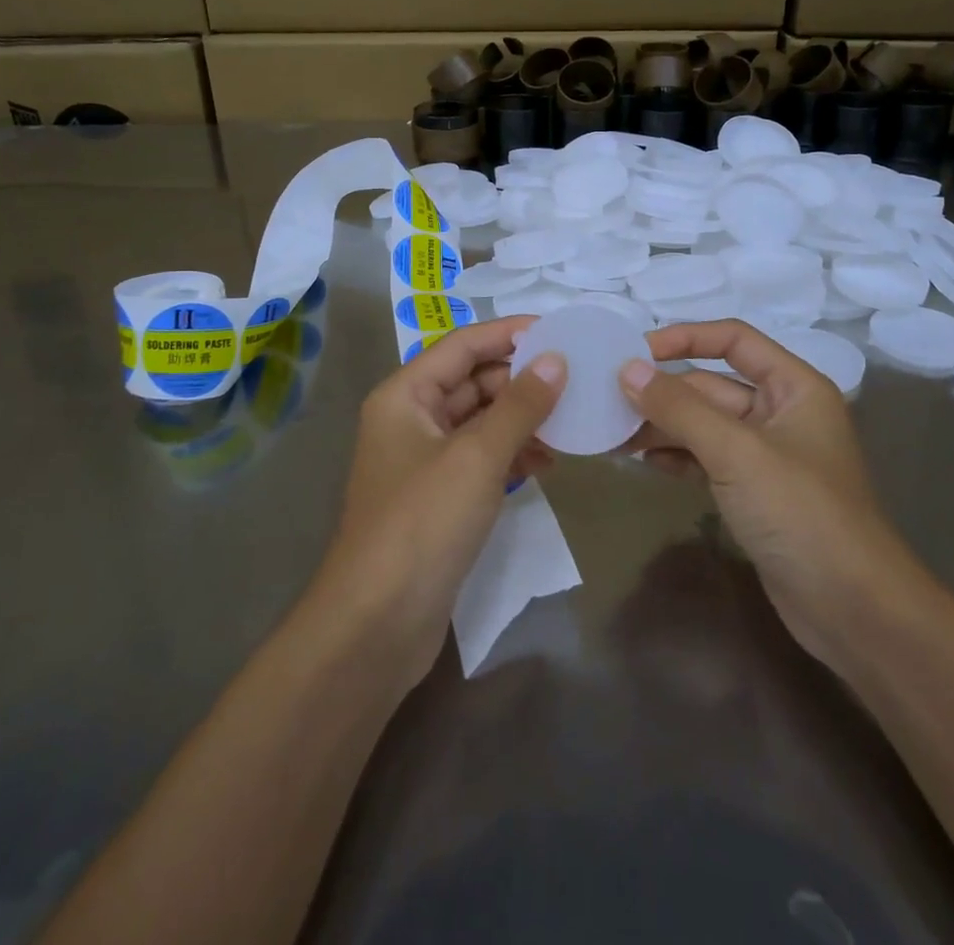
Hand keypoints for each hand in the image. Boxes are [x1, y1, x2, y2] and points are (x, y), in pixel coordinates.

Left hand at [313, 316, 565, 692]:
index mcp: (405, 395)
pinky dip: (513, 453)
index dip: (509, 333)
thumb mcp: (477, 456)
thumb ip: (520, 404)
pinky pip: (482, 457)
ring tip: (570, 422)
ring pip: (481, 421)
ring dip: (522, 418)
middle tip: (576, 378)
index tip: (558, 330)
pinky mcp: (440, 497)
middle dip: (521, 379)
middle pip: (472, 381)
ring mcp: (425, 460)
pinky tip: (548, 461)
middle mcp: (410, 419)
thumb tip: (556, 359)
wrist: (377, 624)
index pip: (462, 346)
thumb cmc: (423, 523)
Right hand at [618, 321, 919, 672]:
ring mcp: (767, 456)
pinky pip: (707, 459)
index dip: (685, 337)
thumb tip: (627, 369)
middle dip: (663, 392)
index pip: (734, 340)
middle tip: (608, 399)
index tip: (635, 350)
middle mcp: (781, 412)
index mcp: (794, 386)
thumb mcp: (736, 452)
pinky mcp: (754, 493)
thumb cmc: (801, 513)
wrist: (853, 609)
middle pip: (713, 386)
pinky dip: (676, 457)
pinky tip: (643, 462)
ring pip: (705, 425)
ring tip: (614, 434)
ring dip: (662, 426)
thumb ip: (679, 408)